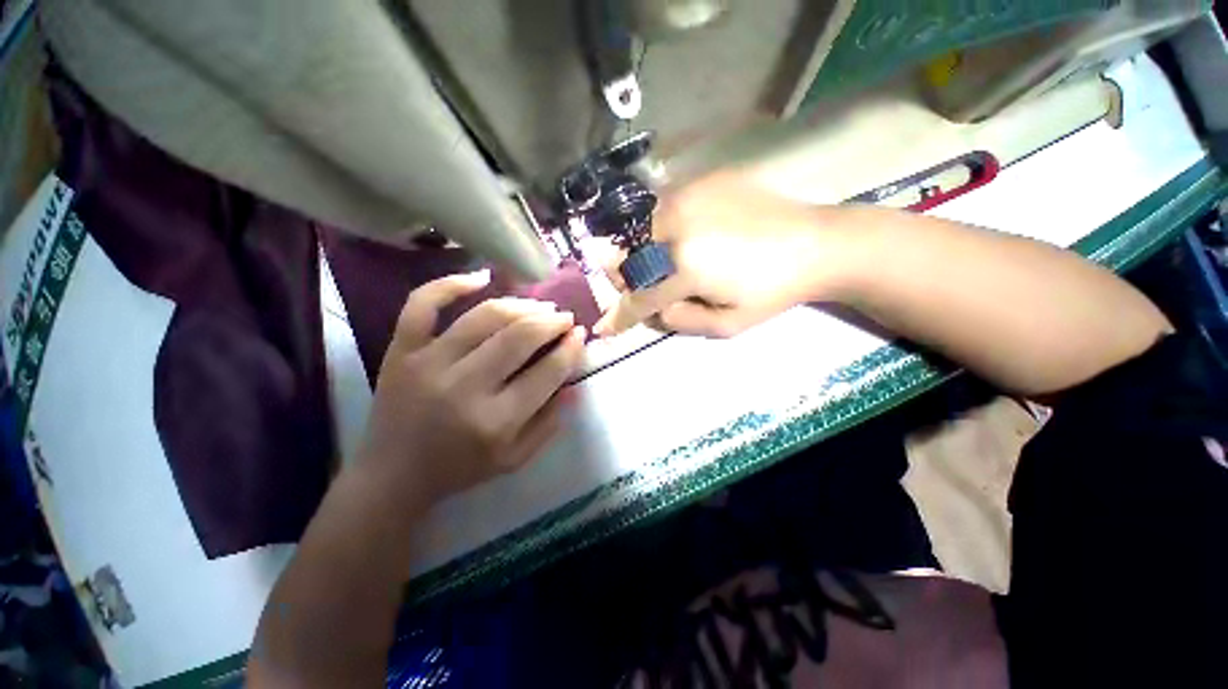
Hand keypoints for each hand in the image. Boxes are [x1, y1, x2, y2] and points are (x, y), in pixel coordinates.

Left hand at [354, 270, 585, 512]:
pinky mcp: (401, 351)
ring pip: (484, 316)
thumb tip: (573, 383)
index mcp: (496, 421)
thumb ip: (550, 422)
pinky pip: (422, 305)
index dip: (571, 348)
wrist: (393, 475)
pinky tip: (481, 277)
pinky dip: (450, 284)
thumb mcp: (516, 458)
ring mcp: (428, 364)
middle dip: (552, 322)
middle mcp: (464, 387)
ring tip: (539, 306)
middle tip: (565, 318)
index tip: (580, 335)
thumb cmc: (461, 469)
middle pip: (520, 337)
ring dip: (521, 305)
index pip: (548, 372)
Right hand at [595, 172, 854, 337]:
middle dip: (628, 279)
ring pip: (641, 230)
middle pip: (628, 257)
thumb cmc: (771, 293)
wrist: (816, 243)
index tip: (603, 327)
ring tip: (668, 261)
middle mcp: (677, 226)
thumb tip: (651, 309)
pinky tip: (688, 236)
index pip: (639, 297)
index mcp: (686, 267)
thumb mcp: (725, 326)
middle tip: (647, 287)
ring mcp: (688, 196)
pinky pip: (664, 208)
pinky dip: (664, 229)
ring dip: (644, 251)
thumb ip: (679, 321)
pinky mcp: (702, 180)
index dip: (619, 316)